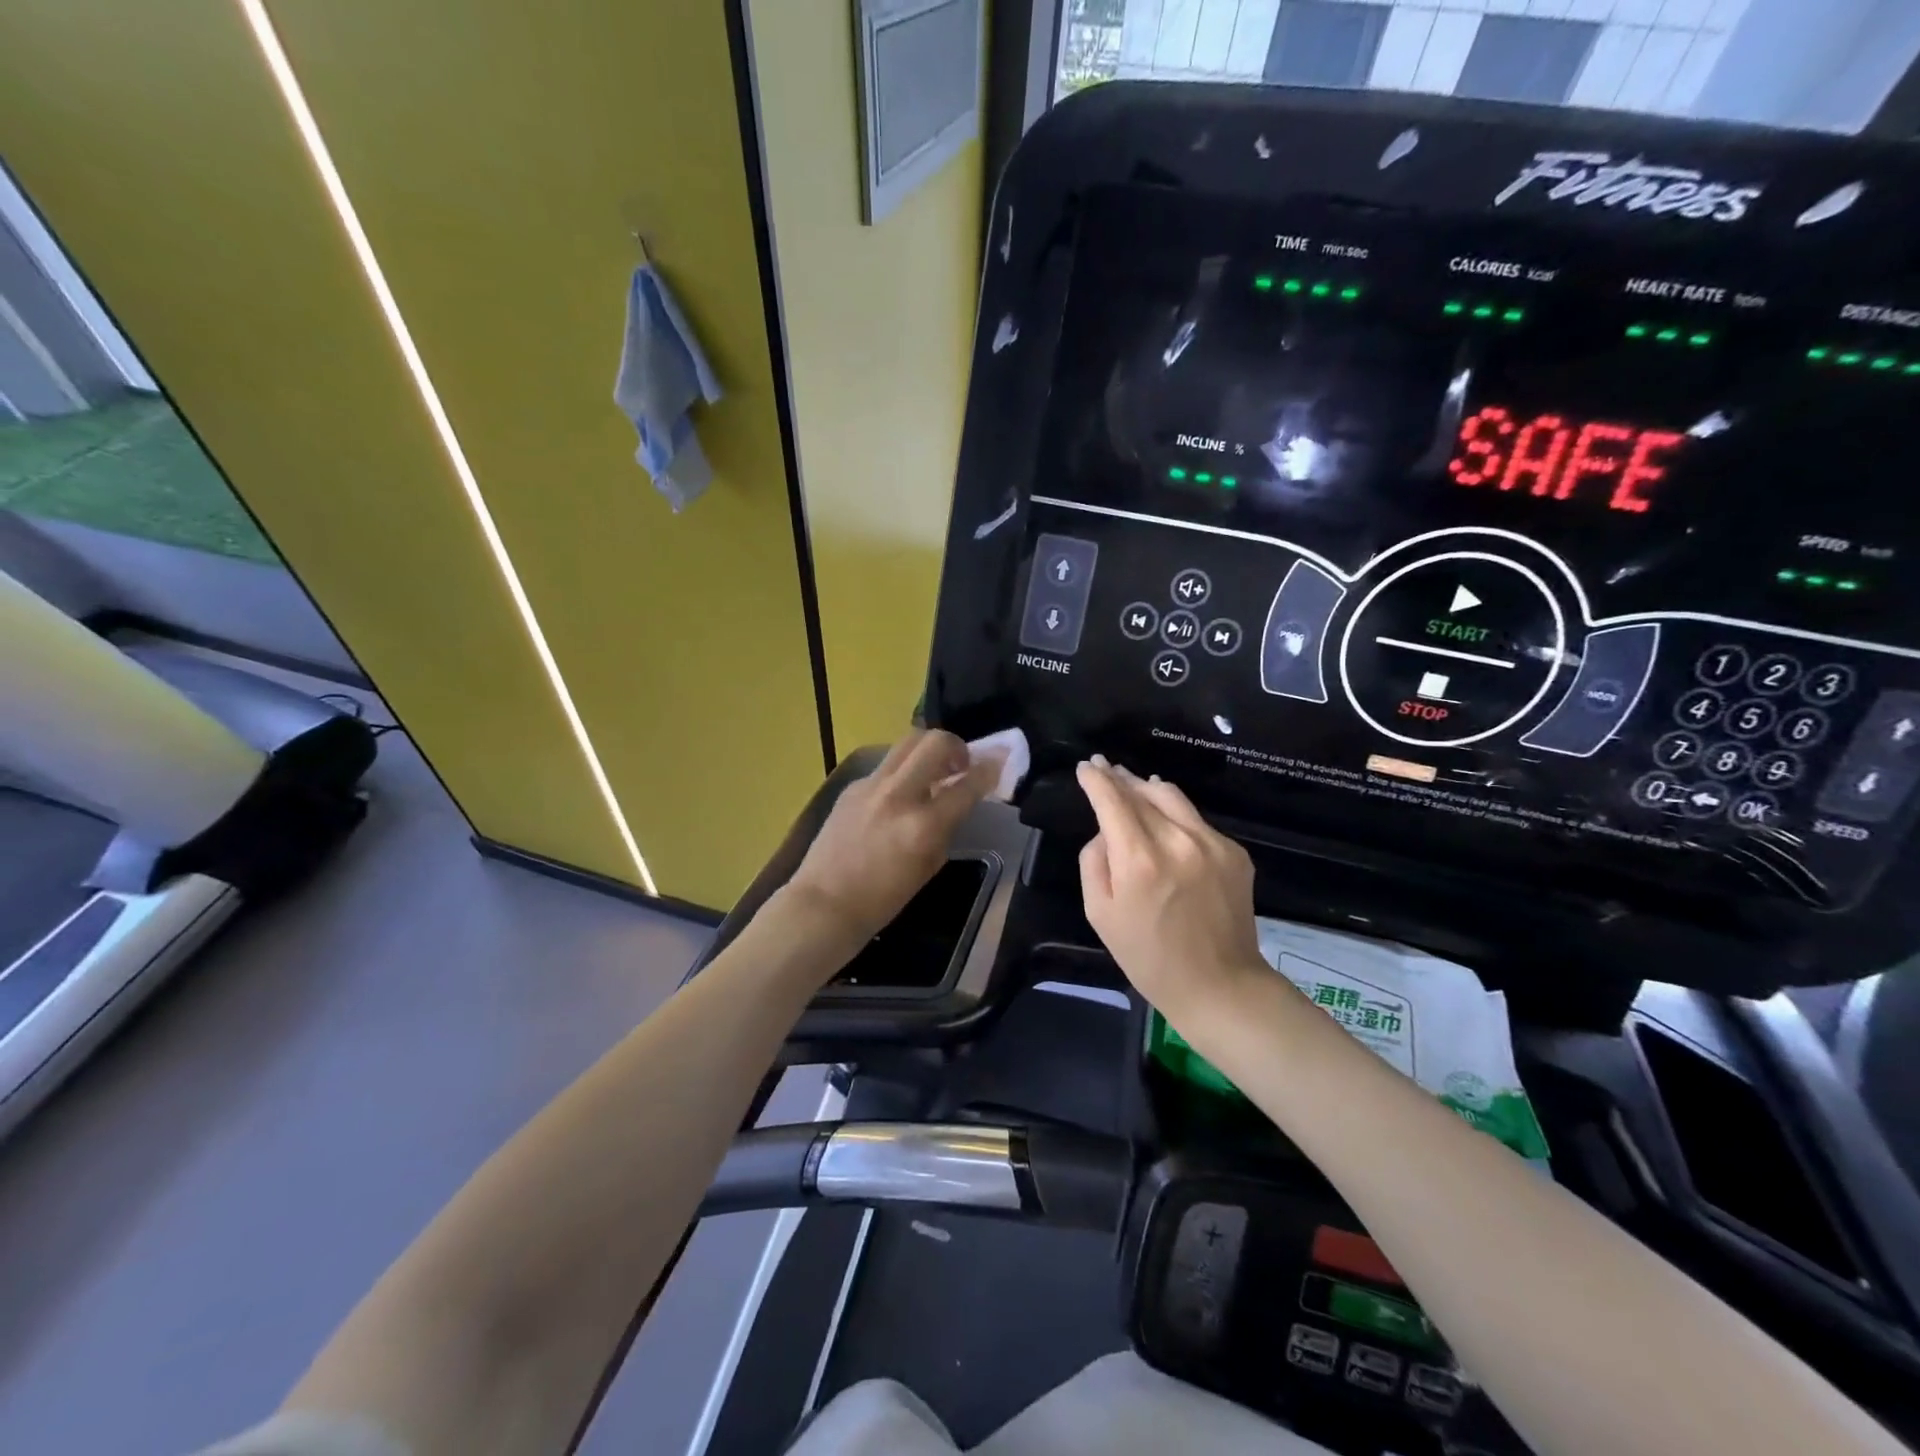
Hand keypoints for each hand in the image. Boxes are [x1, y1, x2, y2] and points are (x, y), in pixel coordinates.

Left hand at [783, 729, 1000, 954]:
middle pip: (934, 742)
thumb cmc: (883, 899)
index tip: (999, 762)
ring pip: (907, 743)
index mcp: (923, 825)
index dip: (989, 769)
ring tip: (934, 771)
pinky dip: (902, 772)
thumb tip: (957, 799)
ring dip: (928, 751)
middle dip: (956, 746)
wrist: (825, 904)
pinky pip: (886, 766)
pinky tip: (900, 794)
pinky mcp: (852, 786)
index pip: (968, 784)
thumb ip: (947, 826)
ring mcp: (871, 786)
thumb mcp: (930, 865)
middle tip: (961, 764)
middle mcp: (898, 795)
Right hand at [1077, 757, 1263, 1021]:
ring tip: (1134, 785)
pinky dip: (1175, 816)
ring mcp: (1212, 843)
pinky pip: (1196, 822)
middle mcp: (1177, 840)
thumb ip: (1094, 861)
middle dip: (1119, 777)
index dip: (1096, 779)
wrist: (1219, 985)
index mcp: (1138, 859)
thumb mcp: (1099, 913)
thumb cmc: (1147, 956)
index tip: (1086, 766)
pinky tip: (1166, 825)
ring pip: (1172, 797)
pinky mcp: (1235, 852)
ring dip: (1147, 787)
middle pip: (1143, 791)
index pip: (1112, 800)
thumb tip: (1106, 832)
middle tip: (1104, 767)